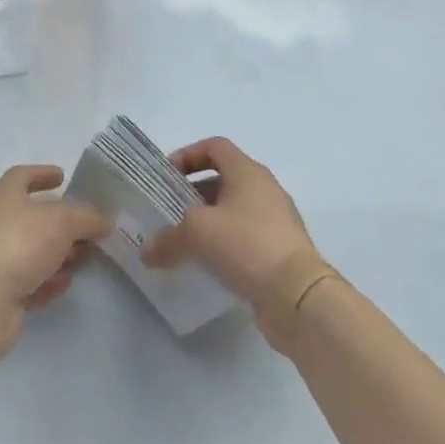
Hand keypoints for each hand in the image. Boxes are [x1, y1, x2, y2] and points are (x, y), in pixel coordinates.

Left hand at [0, 165, 110, 355]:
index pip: (22, 176)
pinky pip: (28, 279)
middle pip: (31, 216)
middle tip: (85, 227)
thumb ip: (87, 218)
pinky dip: (46, 279)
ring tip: (82, 257)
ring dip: (57, 253)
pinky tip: (64, 284)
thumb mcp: (63, 221)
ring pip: (32, 249)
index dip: (42, 173)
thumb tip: (104, 221)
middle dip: (60, 222)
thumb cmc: (20, 243)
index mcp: (3, 195)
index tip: (62, 176)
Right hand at [141, 137, 319, 350]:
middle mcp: (265, 189)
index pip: (214, 147)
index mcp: (247, 171)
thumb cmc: (246, 244)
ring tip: (184, 241)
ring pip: (235, 211)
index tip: (167, 176)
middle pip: (224, 179)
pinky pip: (246, 238)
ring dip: (209, 222)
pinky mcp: (281, 251)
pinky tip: (208, 265)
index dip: (188, 155)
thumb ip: (168, 238)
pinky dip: (226, 245)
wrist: (298, 297)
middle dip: (194, 193)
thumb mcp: (197, 233)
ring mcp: (277, 221)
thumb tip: (146, 252)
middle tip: (170, 211)